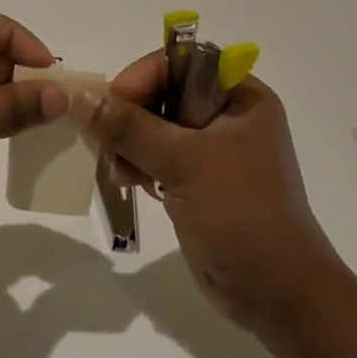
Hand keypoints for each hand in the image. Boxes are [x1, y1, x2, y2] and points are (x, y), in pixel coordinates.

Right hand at [72, 54, 338, 334]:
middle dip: (130, 115)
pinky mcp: (196, 181)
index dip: (143, 77)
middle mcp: (227, 116)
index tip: (113, 105)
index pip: (180, 62)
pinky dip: (136, 163)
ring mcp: (211, 151)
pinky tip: (127, 181)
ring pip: (154, 126)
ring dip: (128, 143)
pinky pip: (155, 156)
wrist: (276, 295)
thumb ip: (129, 127)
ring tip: (119, 169)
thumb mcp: (184, 162)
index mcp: (240, 97)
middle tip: (107, 141)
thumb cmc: (240, 214)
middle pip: (162, 92)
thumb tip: (80, 96)